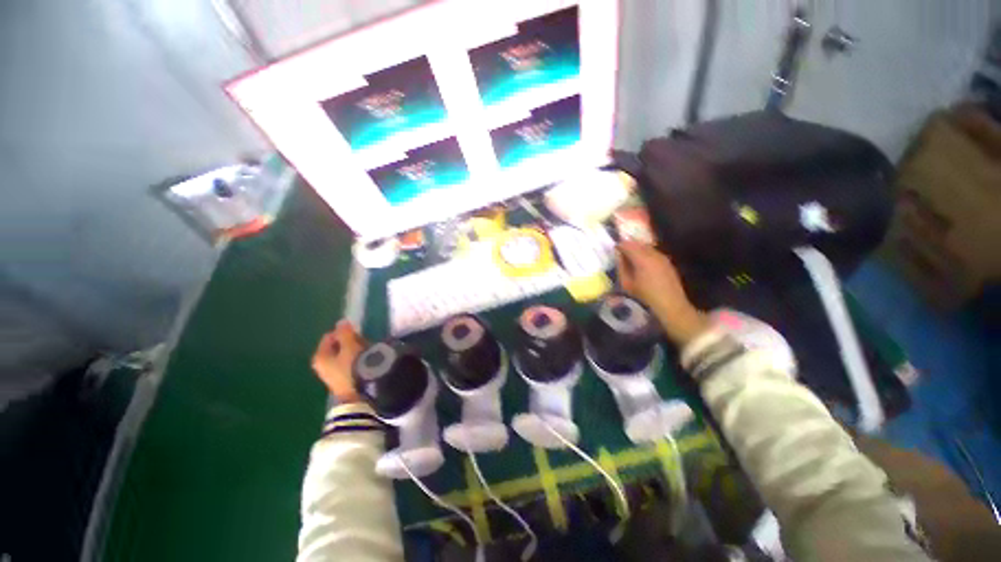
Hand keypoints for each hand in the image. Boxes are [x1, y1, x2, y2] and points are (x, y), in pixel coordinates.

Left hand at [311, 320, 366, 402]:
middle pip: (336, 346)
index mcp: (320, 356)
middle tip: (364, 341)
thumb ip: (345, 332)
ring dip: (354, 351)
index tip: (358, 333)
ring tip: (368, 351)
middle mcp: (321, 365)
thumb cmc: (353, 367)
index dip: (344, 332)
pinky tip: (366, 361)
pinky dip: (355, 360)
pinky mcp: (341, 380)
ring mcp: (330, 374)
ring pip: (343, 355)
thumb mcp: (350, 345)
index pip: (330, 336)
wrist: (359, 394)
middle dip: (350, 341)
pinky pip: (347, 364)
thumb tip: (341, 322)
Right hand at [616, 241, 709, 345]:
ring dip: (637, 249)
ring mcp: (662, 256)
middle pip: (637, 243)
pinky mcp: (667, 261)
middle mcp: (653, 254)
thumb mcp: (627, 283)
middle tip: (621, 253)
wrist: (671, 304)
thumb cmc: (645, 295)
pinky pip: (653, 252)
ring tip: (631, 258)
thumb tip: (618, 256)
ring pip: (646, 246)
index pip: (627, 244)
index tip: (614, 250)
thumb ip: (621, 267)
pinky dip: (645, 254)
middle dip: (628, 245)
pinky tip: (642, 263)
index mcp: (642, 258)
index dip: (619, 245)